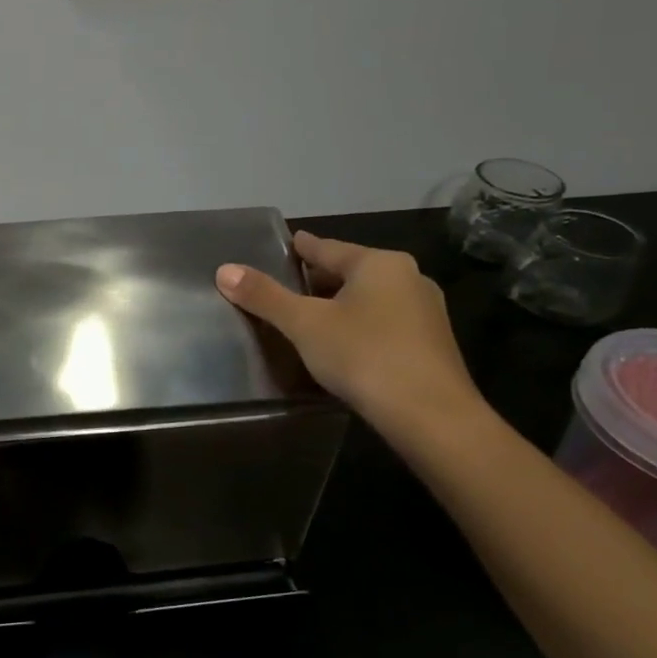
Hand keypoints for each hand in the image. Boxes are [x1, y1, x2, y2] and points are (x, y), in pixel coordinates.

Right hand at [216, 232, 483, 438]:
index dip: (303, 247)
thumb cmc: (364, 355)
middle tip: (289, 285)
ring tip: (311, 317)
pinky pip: (385, 323)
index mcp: (379, 264)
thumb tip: (224, 270)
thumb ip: (265, 297)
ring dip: (342, 305)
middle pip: (352, 272)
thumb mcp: (305, 324)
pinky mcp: (431, 345)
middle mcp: (409, 278)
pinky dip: (360, 326)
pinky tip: (344, 344)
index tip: (289, 242)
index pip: (329, 248)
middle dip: (320, 279)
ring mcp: (426, 312)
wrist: (431, 415)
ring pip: (371, 299)